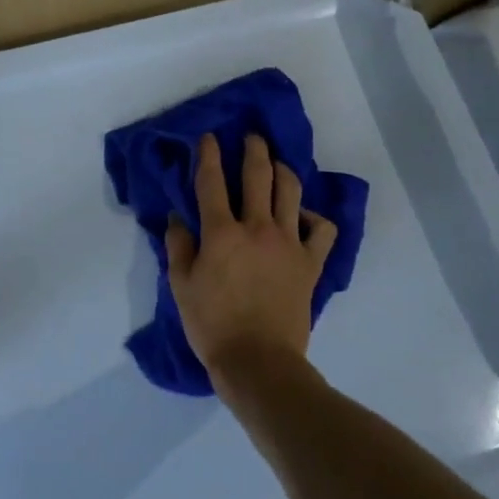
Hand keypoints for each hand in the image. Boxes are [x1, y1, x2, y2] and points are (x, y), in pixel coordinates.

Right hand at [164, 132, 338, 381]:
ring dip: (283, 170)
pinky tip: (303, 217)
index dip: (209, 154)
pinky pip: (321, 229)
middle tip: (252, 137)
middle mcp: (257, 227)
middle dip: (254, 149)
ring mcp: (288, 242)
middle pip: (258, 175)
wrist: (259, 361)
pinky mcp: (310, 262)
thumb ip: (178, 246)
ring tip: (277, 163)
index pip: (212, 182)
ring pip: (291, 191)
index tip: (210, 137)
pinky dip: (314, 217)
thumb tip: (177, 218)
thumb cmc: (212, 325)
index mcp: (221, 232)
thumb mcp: (181, 286)